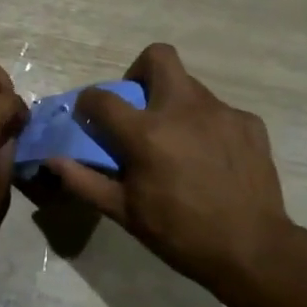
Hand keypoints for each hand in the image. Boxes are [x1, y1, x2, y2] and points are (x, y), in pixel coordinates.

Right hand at [47, 44, 295, 295]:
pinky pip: (219, 111)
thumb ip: (85, 181)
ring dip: (175, 103)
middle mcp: (183, 109)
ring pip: (190, 86)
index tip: (89, 114)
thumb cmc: (180, 234)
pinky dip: (207, 125)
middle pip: (158, 57)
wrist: (252, 249)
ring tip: (179, 142)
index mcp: (147, 132)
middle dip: (140, 72)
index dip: (88, 102)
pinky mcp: (249, 122)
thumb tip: (53, 161)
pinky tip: (211, 158)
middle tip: (140, 106)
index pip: (103, 97)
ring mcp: (221, 112)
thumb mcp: (125, 213)